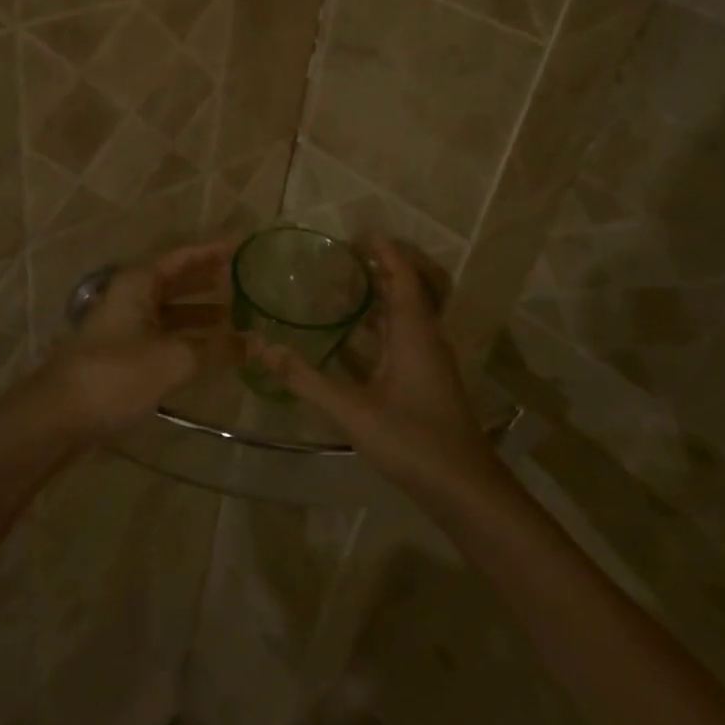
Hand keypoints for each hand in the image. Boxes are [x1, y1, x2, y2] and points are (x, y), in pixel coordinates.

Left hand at [26, 242, 238, 437]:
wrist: (58, 416)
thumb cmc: (116, 374)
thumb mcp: (174, 359)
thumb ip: (217, 349)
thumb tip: (256, 343)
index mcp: (138, 284)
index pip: (181, 257)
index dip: (211, 251)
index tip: (240, 246)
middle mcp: (129, 298)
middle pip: (174, 281)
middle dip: (206, 280)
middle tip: (241, 279)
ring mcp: (123, 327)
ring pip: (168, 311)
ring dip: (198, 312)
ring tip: (233, 315)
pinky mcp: (120, 355)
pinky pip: (161, 335)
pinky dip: (185, 337)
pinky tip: (206, 350)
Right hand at [245, 235, 497, 492]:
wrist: (463, 488)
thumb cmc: (411, 440)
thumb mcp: (351, 409)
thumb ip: (304, 378)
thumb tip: (261, 347)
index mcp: (415, 331)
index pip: (404, 274)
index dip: (384, 250)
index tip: (355, 235)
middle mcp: (426, 337)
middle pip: (412, 286)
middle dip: (385, 266)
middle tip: (347, 257)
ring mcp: (429, 359)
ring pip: (408, 313)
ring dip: (382, 296)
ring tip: (344, 288)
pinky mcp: (427, 379)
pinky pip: (404, 336)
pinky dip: (381, 326)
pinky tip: (351, 339)